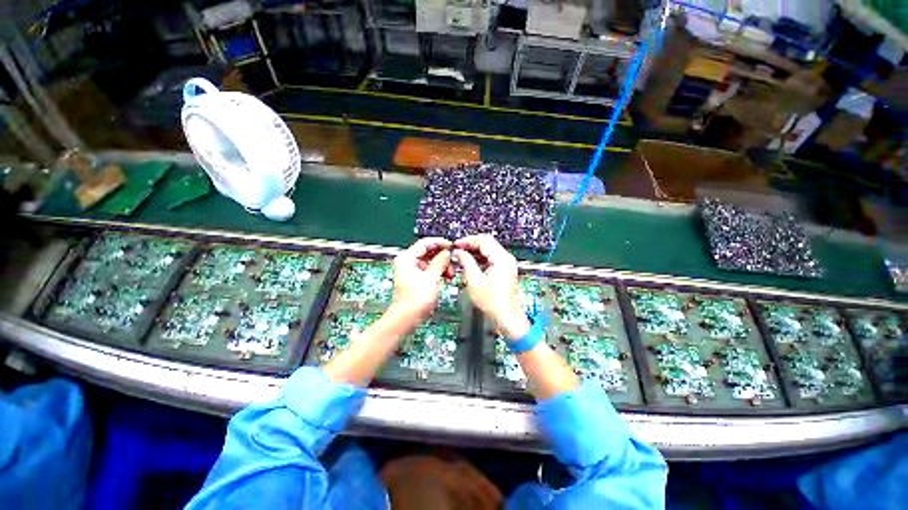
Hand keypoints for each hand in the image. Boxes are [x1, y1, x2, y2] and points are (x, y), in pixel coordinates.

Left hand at [390, 238, 451, 324]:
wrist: (407, 317)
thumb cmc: (415, 299)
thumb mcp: (432, 277)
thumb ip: (440, 262)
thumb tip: (447, 252)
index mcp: (407, 258)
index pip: (425, 243)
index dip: (439, 242)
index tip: (451, 245)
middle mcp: (408, 262)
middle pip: (428, 252)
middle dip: (443, 257)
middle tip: (453, 262)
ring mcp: (412, 270)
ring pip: (431, 262)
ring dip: (442, 266)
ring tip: (450, 274)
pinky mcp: (416, 279)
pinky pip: (430, 270)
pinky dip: (438, 273)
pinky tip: (446, 278)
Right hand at [452, 234, 529, 339]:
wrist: (507, 317)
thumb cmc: (494, 303)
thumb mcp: (474, 281)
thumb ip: (466, 262)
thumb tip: (459, 252)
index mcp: (501, 258)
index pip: (483, 240)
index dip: (467, 240)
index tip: (456, 244)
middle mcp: (506, 259)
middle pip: (486, 243)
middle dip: (470, 245)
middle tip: (458, 249)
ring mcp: (506, 264)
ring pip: (488, 250)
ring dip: (474, 252)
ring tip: (461, 256)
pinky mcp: (504, 270)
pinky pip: (490, 258)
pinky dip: (479, 259)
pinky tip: (470, 263)